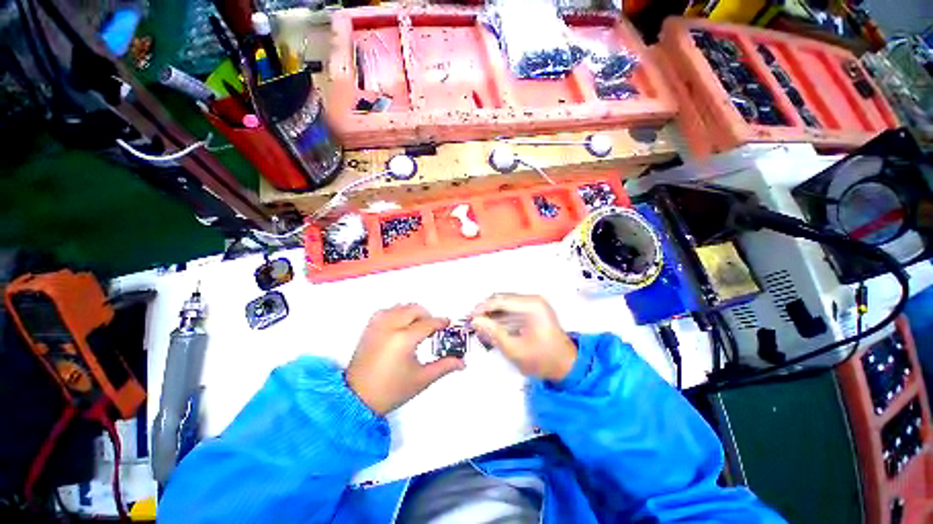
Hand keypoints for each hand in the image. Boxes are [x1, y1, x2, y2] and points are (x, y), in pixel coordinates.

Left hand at [346, 304, 464, 414]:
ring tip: (417, 325)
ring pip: (400, 307)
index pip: (428, 323)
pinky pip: (386, 311)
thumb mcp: (421, 379)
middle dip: (427, 316)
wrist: (356, 399)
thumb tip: (461, 362)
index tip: (447, 324)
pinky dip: (397, 312)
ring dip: (412, 312)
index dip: (441, 323)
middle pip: (414, 309)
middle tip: (433, 328)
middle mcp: (390, 327)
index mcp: (404, 339)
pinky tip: (400, 324)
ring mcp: (378, 326)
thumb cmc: (390, 391)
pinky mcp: (369, 328)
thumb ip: (444, 366)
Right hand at [470, 294, 576, 381]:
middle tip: (474, 323)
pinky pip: (511, 311)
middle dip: (486, 311)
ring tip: (481, 328)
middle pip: (502, 300)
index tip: (470, 317)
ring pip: (505, 305)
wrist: (567, 367)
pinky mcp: (532, 311)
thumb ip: (493, 333)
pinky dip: (500, 319)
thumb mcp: (515, 349)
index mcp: (532, 305)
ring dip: (492, 315)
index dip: (483, 308)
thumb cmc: (543, 360)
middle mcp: (533, 300)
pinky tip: (493, 329)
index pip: (501, 300)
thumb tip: (476, 321)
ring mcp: (533, 305)